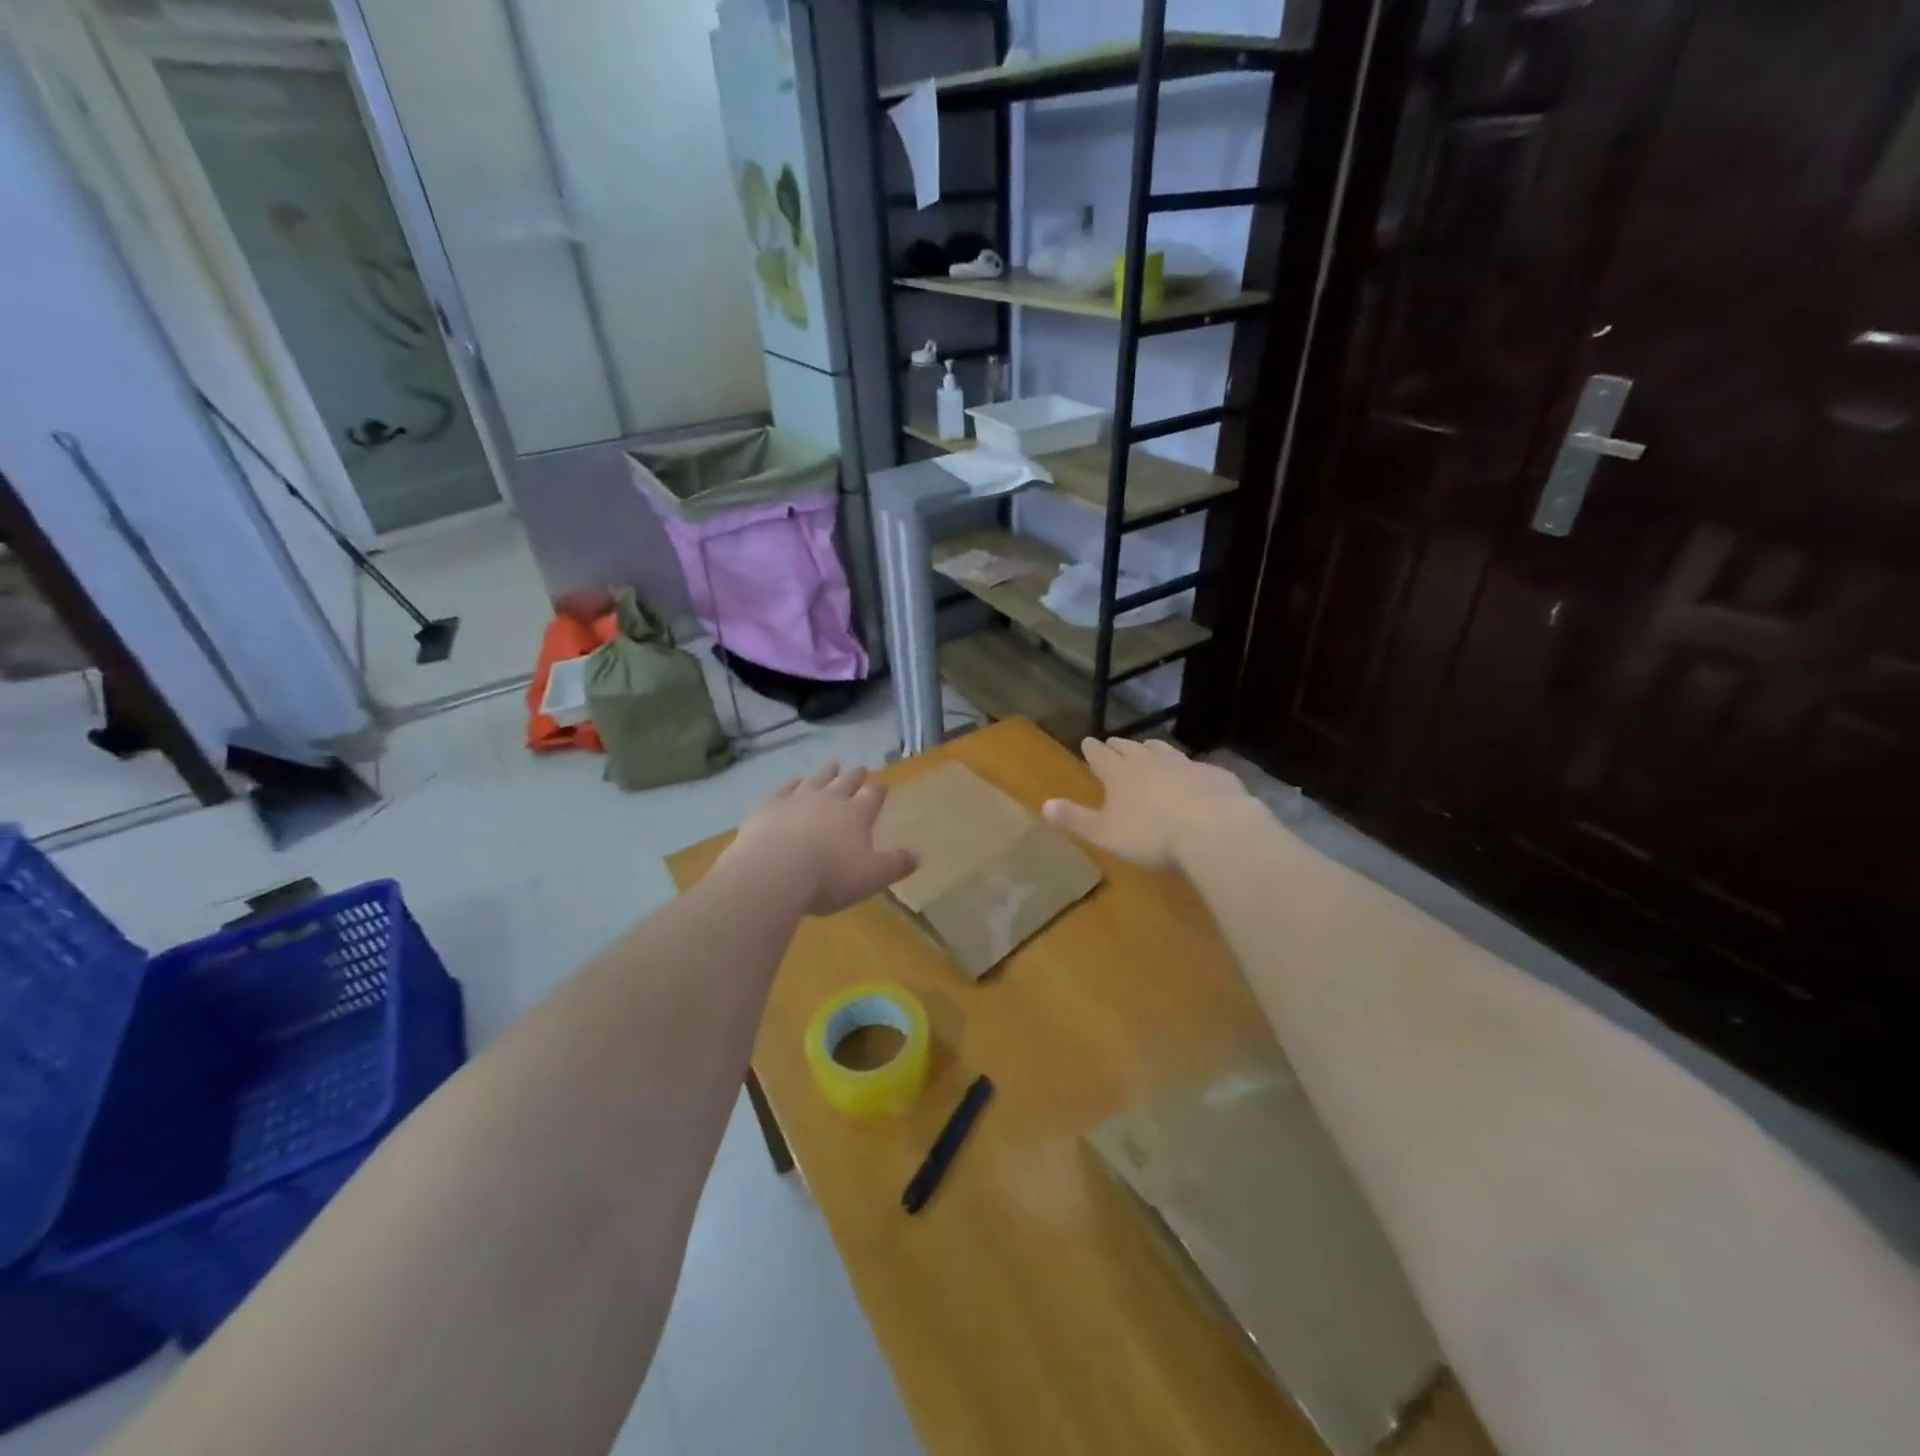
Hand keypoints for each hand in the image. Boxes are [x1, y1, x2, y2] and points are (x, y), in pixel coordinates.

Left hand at [720, 763, 918, 915]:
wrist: (773, 872)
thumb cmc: (828, 877)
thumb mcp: (871, 878)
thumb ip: (895, 865)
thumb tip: (919, 856)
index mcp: (857, 814)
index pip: (873, 796)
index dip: (878, 790)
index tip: (882, 785)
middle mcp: (830, 799)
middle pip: (846, 781)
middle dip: (855, 775)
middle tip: (860, 767)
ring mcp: (798, 798)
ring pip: (817, 779)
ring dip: (826, 772)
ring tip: (833, 765)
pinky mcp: (770, 805)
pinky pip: (785, 787)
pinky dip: (792, 782)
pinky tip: (794, 780)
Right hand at [1043, 737, 1253, 870]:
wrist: (1213, 829)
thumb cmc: (1151, 835)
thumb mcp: (1105, 833)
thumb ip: (1076, 819)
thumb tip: (1044, 804)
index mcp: (1119, 774)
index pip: (1100, 756)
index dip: (1092, 749)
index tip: (1087, 741)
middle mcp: (1149, 761)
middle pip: (1130, 748)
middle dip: (1118, 745)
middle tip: (1112, 742)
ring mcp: (1183, 764)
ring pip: (1162, 749)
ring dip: (1150, 748)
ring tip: (1147, 747)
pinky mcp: (1212, 774)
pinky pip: (1194, 765)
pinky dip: (1186, 767)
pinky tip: (1190, 774)